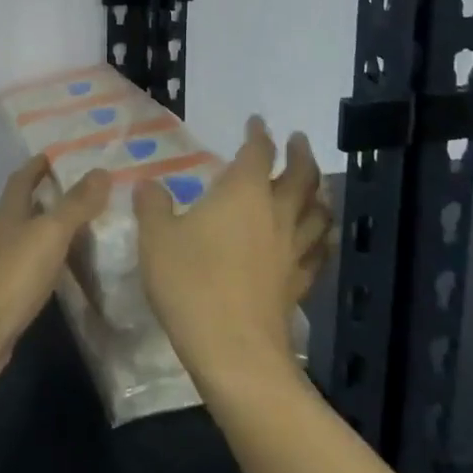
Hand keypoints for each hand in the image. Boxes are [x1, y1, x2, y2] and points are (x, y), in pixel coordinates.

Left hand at [0, 155, 108, 376]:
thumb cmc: (12, 273)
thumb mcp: (50, 232)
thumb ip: (76, 203)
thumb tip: (101, 170)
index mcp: (10, 211)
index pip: (23, 177)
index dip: (39, 164)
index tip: (60, 153)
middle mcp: (4, 232)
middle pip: (26, 205)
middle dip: (50, 194)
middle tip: (86, 188)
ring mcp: (3, 264)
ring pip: (31, 236)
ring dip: (53, 228)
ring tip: (87, 224)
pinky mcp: (8, 294)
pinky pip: (33, 266)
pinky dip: (52, 260)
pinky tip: (69, 267)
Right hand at [134, 116, 331, 385]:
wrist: (233, 350)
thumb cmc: (191, 283)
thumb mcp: (156, 239)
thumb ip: (153, 206)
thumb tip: (149, 184)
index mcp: (243, 193)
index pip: (258, 152)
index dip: (259, 135)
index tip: (257, 122)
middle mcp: (275, 213)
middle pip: (301, 176)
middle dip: (300, 154)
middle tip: (299, 140)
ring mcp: (292, 250)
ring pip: (318, 212)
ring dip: (319, 191)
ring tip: (317, 184)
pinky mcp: (298, 283)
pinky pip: (318, 252)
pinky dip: (322, 237)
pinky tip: (321, 239)